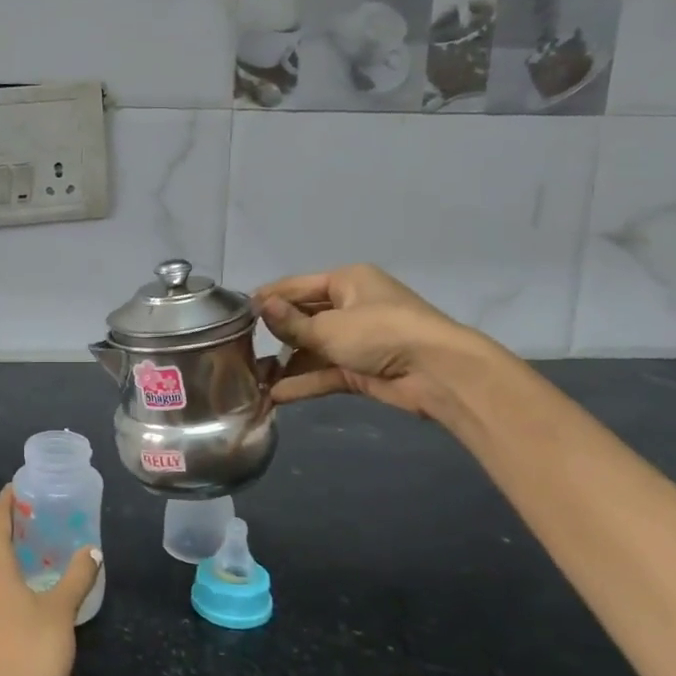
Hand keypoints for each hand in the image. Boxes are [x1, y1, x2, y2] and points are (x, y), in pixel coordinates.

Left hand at [0, 485, 99, 675]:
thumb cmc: (28, 651)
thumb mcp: (61, 611)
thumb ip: (77, 576)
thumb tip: (92, 550)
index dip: (7, 499)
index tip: (22, 485)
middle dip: (7, 522)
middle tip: (36, 512)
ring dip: (3, 548)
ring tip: (32, 543)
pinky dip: (0, 572)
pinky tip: (22, 583)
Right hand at [253, 264, 500, 420]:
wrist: (438, 372)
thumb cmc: (381, 333)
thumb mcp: (330, 327)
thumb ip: (291, 323)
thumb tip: (259, 306)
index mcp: (347, 281)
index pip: (297, 286)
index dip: (268, 298)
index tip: (237, 313)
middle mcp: (351, 306)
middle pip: (304, 318)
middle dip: (275, 334)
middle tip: (239, 347)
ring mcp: (357, 339)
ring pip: (312, 348)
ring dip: (286, 362)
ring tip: (252, 377)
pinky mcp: (361, 369)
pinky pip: (325, 372)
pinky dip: (304, 381)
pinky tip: (275, 394)